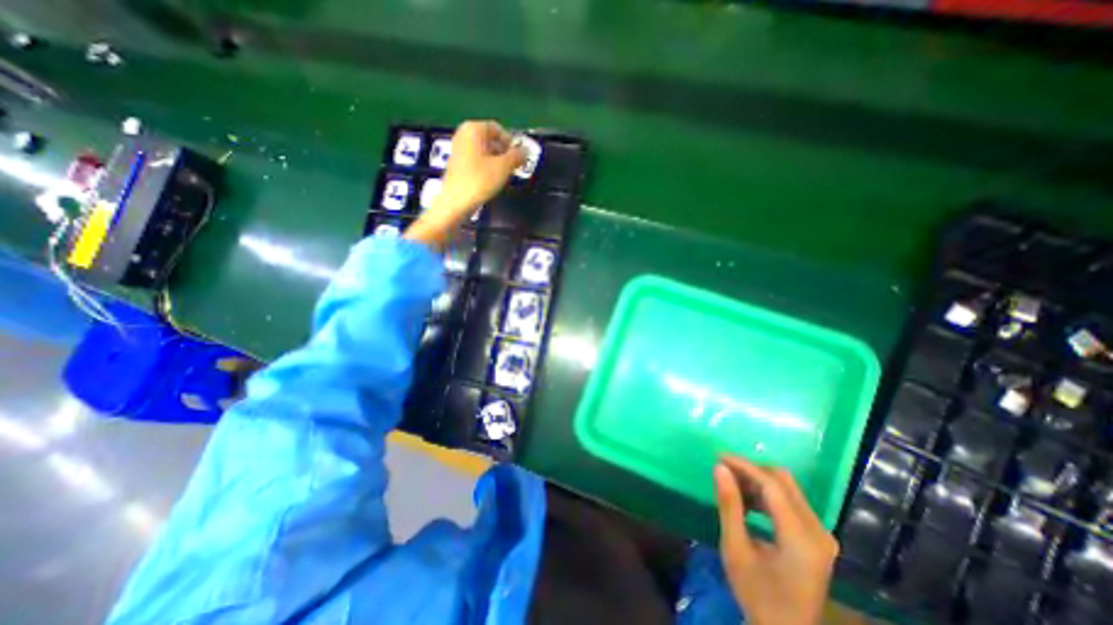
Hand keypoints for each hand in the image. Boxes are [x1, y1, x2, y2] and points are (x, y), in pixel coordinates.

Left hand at [406, 120, 527, 247]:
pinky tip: (491, 180)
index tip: (519, 158)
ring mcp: (458, 149)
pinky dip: (486, 167)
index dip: (511, 142)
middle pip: (490, 139)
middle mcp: (463, 134)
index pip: (498, 129)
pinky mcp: (457, 164)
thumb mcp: (503, 167)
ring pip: (484, 151)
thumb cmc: (480, 180)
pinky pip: (476, 160)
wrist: (456, 202)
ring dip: (496, 161)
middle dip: (504, 152)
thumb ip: (517, 156)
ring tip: (504, 175)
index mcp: (473, 129)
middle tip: (514, 167)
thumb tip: (527, 151)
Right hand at [717, 455, 839, 623]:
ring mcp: (821, 535)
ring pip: (787, 488)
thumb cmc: (757, 594)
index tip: (718, 457)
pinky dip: (767, 494)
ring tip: (732, 486)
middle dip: (751, 470)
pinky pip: (791, 501)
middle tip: (724, 470)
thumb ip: (729, 505)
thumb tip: (719, 468)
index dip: (744, 466)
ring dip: (758, 481)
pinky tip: (748, 502)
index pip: (771, 485)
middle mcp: (818, 531)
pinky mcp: (817, 538)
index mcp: (801, 538)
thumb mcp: (735, 549)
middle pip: (784, 481)